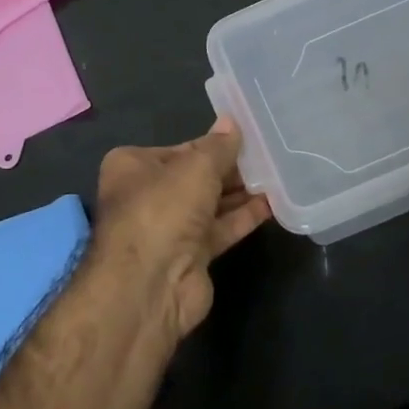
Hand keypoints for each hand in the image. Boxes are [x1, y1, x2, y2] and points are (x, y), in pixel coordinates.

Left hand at [89, 119, 271, 339]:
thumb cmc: (163, 209)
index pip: (181, 148)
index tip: (246, 136)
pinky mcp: (189, 256)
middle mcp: (147, 195)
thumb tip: (231, 123)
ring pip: (209, 204)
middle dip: (229, 169)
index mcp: (133, 166)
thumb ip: (219, 146)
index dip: (213, 144)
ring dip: (240, 193)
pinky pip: (220, 229)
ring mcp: (168, 228)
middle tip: (268, 154)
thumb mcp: (196, 167)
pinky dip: (242, 218)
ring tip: (276, 174)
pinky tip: (272, 204)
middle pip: (196, 176)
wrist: (150, 286)